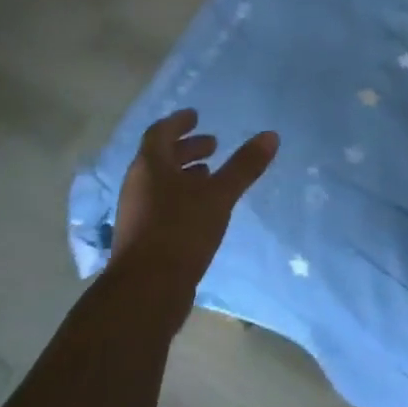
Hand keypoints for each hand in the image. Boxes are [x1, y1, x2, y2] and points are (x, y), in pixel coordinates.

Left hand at [111, 109, 278, 305]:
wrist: (146, 291)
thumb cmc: (180, 231)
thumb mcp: (219, 195)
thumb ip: (244, 166)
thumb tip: (271, 135)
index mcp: (149, 166)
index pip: (160, 132)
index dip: (179, 122)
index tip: (197, 116)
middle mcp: (138, 184)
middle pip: (160, 157)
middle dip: (186, 148)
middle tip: (213, 145)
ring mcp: (136, 212)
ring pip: (160, 183)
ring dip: (184, 174)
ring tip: (211, 175)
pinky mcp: (141, 237)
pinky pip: (161, 204)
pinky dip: (180, 197)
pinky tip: (202, 210)